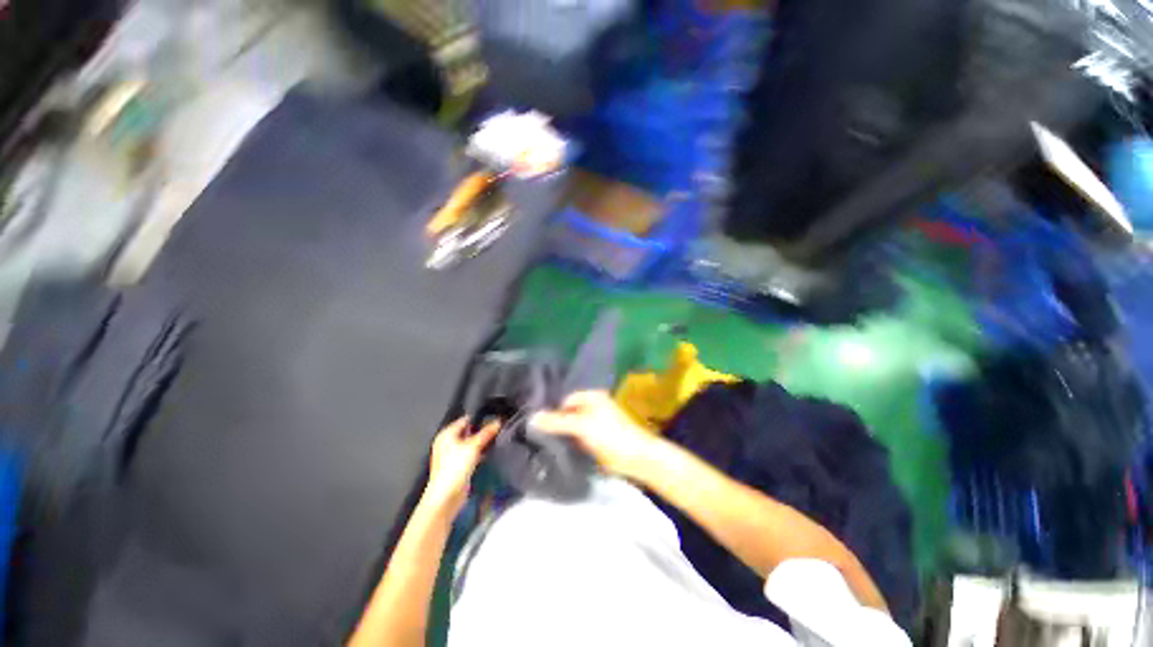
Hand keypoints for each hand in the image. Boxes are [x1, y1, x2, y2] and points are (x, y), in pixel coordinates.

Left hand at [423, 418, 498, 513]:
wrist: (446, 497)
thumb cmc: (455, 467)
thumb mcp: (473, 446)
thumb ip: (486, 433)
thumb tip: (499, 421)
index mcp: (447, 434)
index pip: (466, 420)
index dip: (480, 418)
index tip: (495, 416)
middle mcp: (448, 443)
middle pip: (469, 432)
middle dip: (483, 430)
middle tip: (499, 426)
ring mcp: (453, 455)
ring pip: (471, 444)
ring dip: (483, 442)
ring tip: (498, 437)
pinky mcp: (459, 466)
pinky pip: (472, 454)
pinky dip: (481, 453)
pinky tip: (492, 451)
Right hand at [531, 391, 655, 477]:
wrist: (634, 458)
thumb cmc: (610, 435)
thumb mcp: (582, 425)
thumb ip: (557, 421)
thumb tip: (532, 417)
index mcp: (591, 396)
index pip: (564, 399)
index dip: (550, 409)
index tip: (534, 420)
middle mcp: (591, 407)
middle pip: (566, 412)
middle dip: (553, 421)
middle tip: (533, 431)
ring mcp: (592, 424)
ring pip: (569, 426)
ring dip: (558, 433)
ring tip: (538, 440)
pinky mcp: (593, 439)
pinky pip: (575, 437)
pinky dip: (566, 442)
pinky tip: (552, 448)